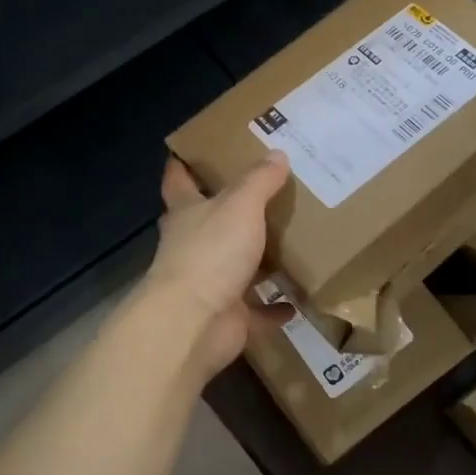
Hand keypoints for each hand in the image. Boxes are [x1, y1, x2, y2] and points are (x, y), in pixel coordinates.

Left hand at [148, 152, 292, 376]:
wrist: (195, 323)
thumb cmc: (211, 252)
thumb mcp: (240, 205)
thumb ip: (259, 181)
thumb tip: (277, 154)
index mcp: (187, 213)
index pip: (178, 181)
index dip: (182, 165)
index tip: (190, 151)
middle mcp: (192, 246)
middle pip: (207, 223)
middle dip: (226, 210)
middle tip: (260, 193)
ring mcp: (208, 284)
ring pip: (234, 267)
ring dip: (256, 261)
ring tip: (289, 245)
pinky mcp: (227, 316)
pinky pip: (256, 310)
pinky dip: (274, 308)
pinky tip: (297, 300)